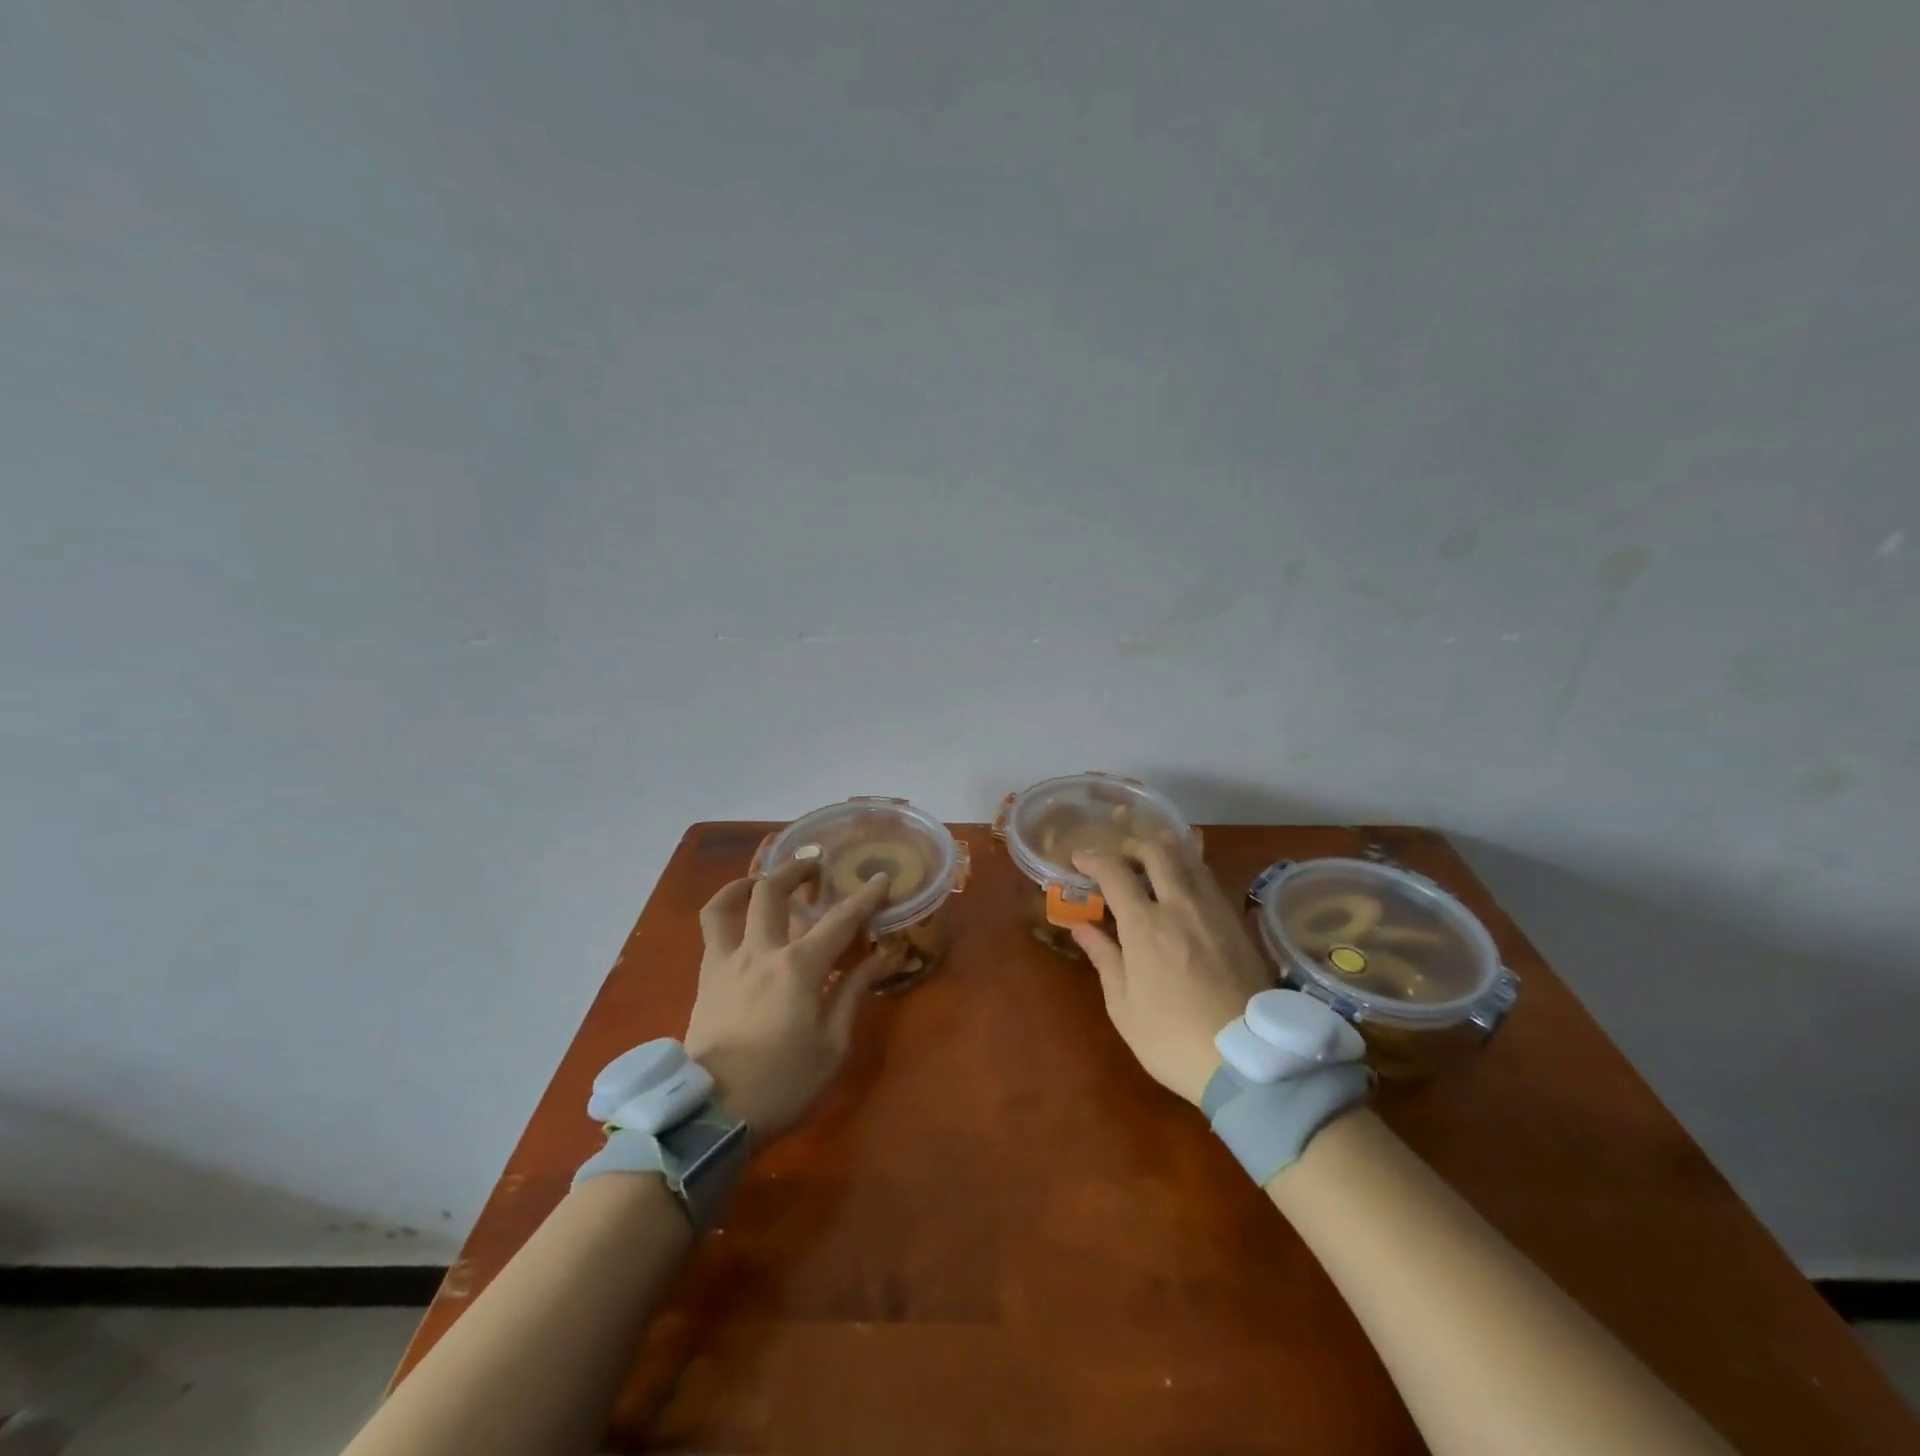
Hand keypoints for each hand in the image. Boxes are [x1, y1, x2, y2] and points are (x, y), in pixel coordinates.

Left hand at [683, 859, 892, 1139]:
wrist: (712, 1115)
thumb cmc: (782, 1085)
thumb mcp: (831, 1046)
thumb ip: (852, 993)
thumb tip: (879, 957)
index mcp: (798, 969)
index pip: (839, 921)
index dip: (865, 897)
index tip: (881, 878)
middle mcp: (760, 952)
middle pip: (773, 891)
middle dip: (797, 870)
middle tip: (815, 866)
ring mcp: (726, 962)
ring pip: (728, 903)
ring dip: (748, 881)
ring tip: (764, 879)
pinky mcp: (706, 978)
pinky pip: (711, 931)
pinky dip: (726, 911)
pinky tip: (740, 919)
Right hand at [1070, 843, 1274, 1107]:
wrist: (1248, 1061)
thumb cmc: (1172, 1038)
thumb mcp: (1123, 1006)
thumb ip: (1104, 957)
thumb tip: (1082, 926)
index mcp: (1145, 925)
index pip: (1114, 872)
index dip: (1092, 859)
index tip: (1079, 859)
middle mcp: (1180, 905)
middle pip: (1157, 851)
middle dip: (1132, 845)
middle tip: (1119, 859)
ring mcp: (1214, 911)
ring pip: (1189, 860)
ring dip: (1165, 853)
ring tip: (1151, 866)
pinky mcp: (1238, 924)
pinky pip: (1210, 881)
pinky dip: (1190, 872)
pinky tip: (1184, 890)